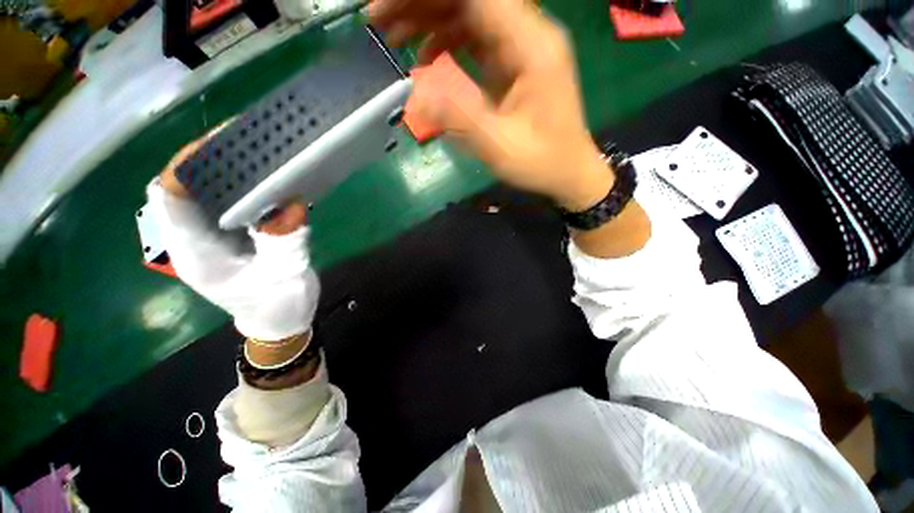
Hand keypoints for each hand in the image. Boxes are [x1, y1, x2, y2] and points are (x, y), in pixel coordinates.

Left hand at [149, 138, 318, 341]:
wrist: (279, 322)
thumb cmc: (280, 306)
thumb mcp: (287, 275)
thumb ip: (286, 240)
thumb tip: (291, 203)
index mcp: (198, 254)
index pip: (170, 200)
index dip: (185, 167)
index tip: (218, 144)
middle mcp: (193, 242)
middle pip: (177, 189)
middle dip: (200, 161)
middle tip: (237, 141)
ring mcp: (208, 239)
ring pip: (196, 193)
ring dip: (216, 169)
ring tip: (247, 152)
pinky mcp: (226, 236)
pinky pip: (219, 202)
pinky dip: (233, 184)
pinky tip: (258, 178)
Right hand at [370, 0, 612, 210]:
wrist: (569, 172)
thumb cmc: (542, 163)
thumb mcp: (500, 148)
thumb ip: (461, 118)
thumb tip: (416, 93)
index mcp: (532, 48)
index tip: (388, 7)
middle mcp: (530, 35)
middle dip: (422, 3)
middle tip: (380, 20)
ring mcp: (523, 48)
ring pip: (471, 14)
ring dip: (431, 18)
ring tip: (395, 37)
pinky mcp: (515, 63)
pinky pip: (477, 38)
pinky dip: (448, 42)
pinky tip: (428, 62)